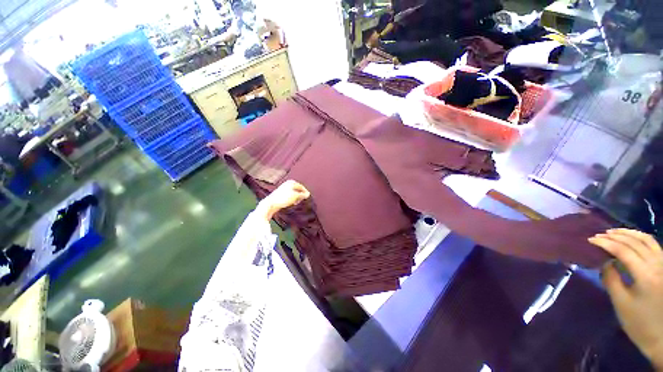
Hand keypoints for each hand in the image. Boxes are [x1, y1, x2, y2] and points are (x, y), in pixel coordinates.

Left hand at [256, 180, 309, 219]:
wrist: (271, 203)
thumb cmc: (284, 198)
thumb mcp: (295, 196)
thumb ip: (302, 195)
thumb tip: (308, 194)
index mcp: (292, 182)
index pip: (302, 187)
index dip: (305, 192)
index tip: (307, 198)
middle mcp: (288, 184)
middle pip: (298, 190)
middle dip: (300, 196)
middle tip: (300, 201)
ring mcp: (284, 188)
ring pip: (294, 193)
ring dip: (296, 198)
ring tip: (295, 203)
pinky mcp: (281, 194)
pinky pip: (289, 195)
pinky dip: (291, 199)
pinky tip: (290, 203)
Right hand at [589, 229, 662, 368]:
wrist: (661, 335)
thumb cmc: (638, 321)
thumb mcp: (621, 303)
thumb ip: (611, 279)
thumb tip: (604, 261)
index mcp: (645, 275)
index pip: (623, 251)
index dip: (606, 243)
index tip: (590, 240)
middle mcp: (657, 265)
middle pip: (635, 242)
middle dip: (615, 236)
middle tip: (599, 235)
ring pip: (646, 240)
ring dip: (629, 233)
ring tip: (613, 232)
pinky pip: (653, 245)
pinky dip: (640, 237)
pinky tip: (632, 238)